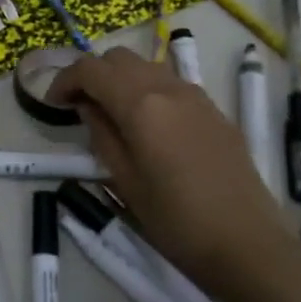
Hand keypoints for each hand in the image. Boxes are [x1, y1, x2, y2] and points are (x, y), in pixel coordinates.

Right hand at [51, 47, 294, 286]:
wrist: (247, 243)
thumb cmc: (176, 220)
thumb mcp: (123, 181)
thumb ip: (101, 134)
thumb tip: (88, 107)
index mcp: (141, 105)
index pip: (92, 70)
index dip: (65, 79)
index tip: (53, 103)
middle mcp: (168, 88)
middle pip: (120, 58)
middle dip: (93, 74)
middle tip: (79, 106)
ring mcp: (196, 96)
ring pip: (147, 66)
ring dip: (122, 79)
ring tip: (111, 113)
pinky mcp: (214, 111)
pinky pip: (171, 84)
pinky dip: (148, 89)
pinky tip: (147, 124)